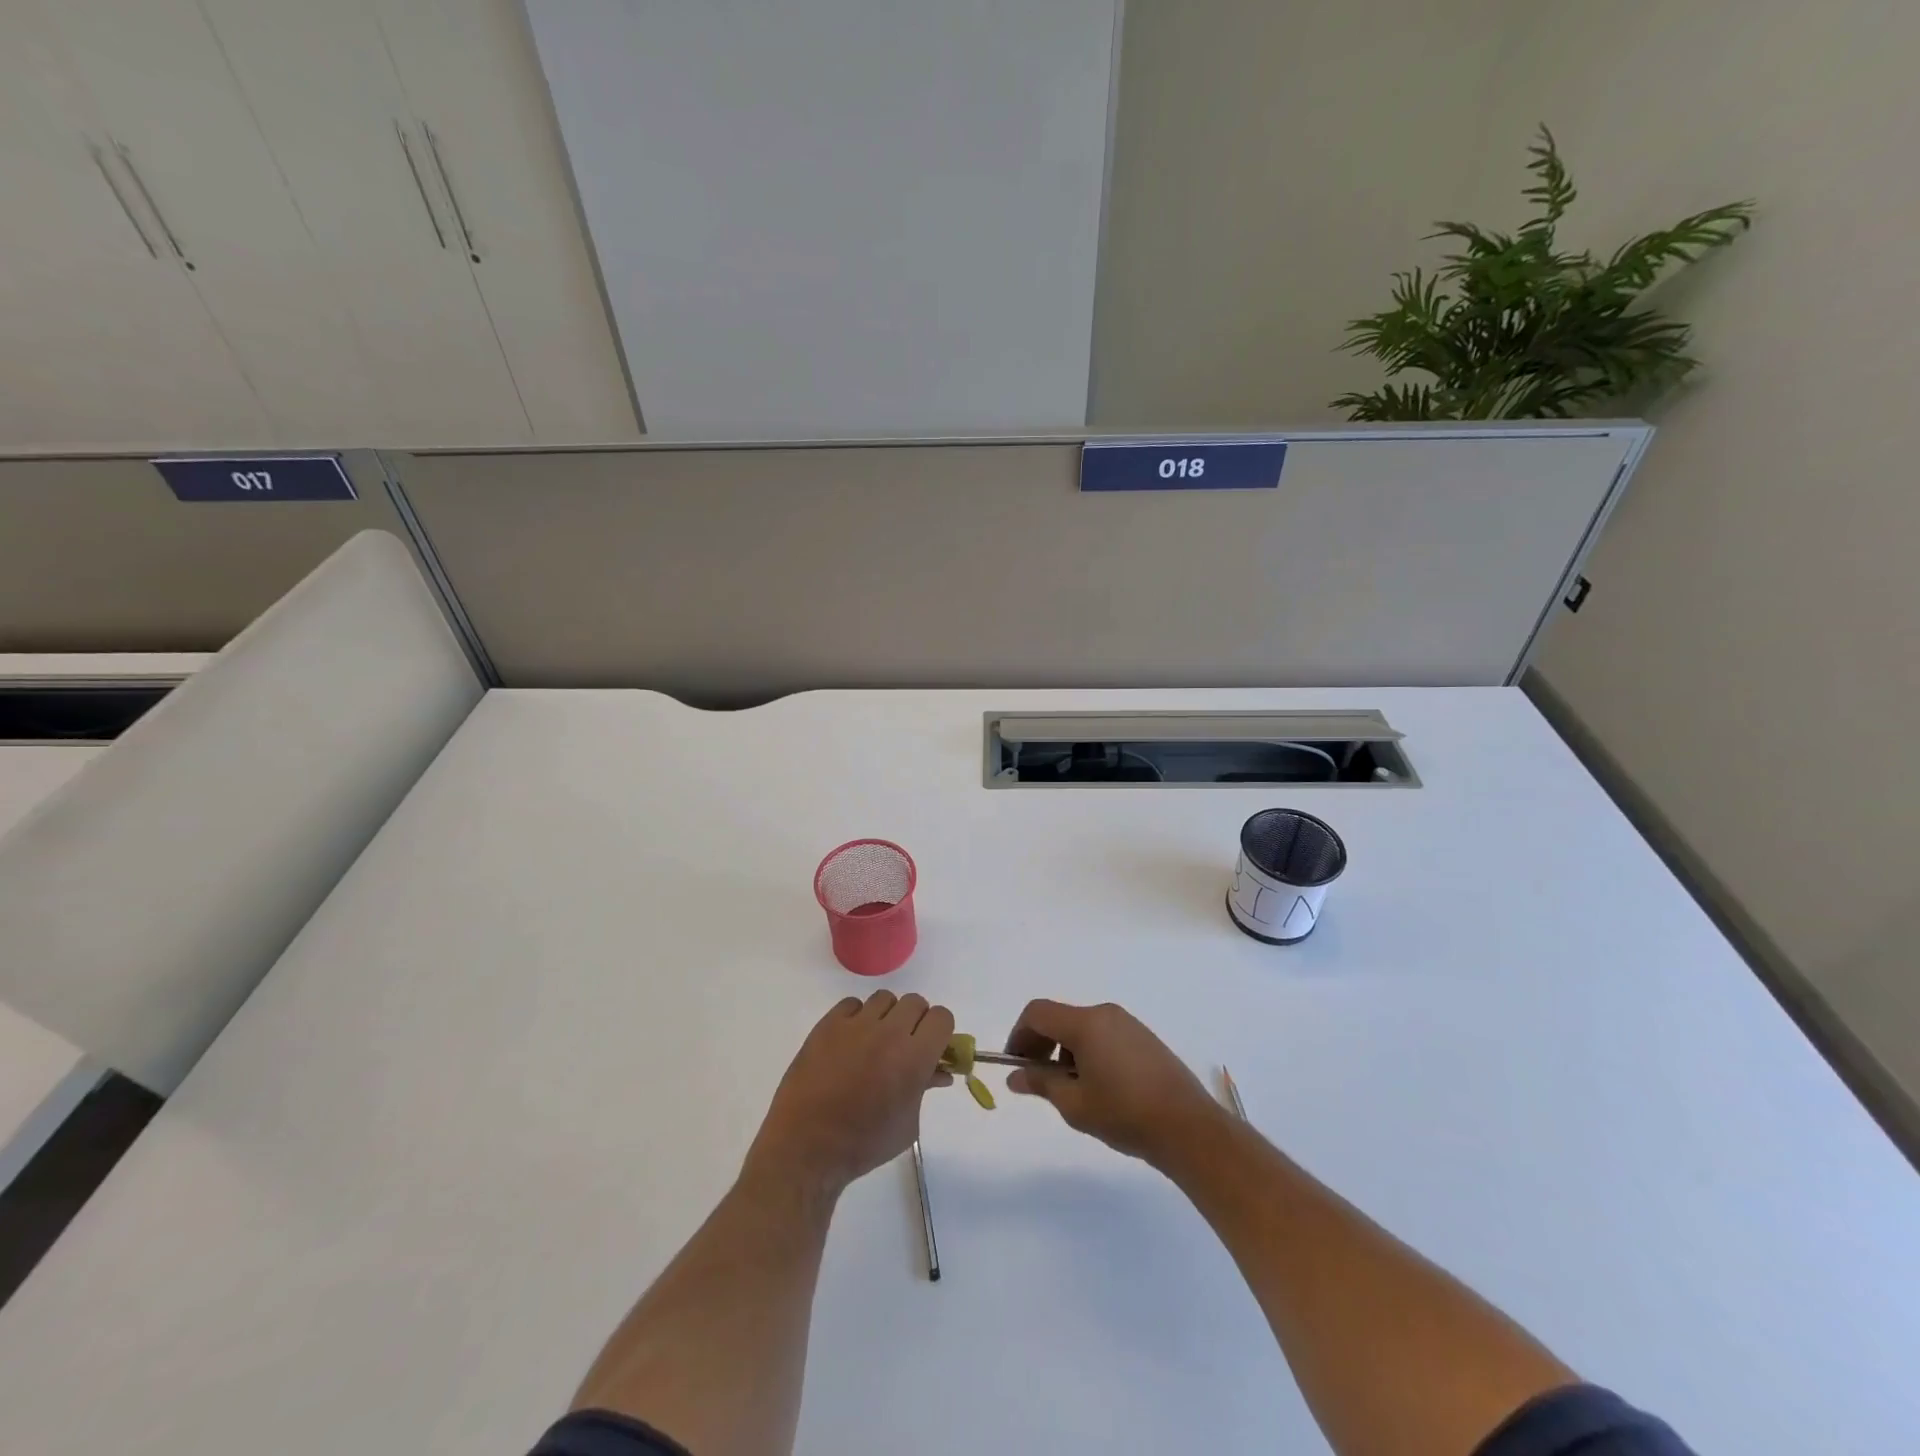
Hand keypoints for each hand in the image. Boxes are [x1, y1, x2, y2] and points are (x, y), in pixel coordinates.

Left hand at [742, 991, 953, 1201]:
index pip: (942, 1017)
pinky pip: (852, 1004)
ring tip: (874, 1042)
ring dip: (887, 1017)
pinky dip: (856, 1017)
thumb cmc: (864, 1144)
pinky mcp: (828, 1024)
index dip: (940, 1031)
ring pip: (885, 999)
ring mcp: (856, 1025)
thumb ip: (925, 1088)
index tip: (932, 1047)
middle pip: (915, 1003)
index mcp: (914, 1058)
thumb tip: (940, 1071)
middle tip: (904, 1045)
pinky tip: (849, 1041)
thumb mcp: (907, 1124)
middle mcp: (889, 1033)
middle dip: (916, 1022)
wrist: (806, 1147)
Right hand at [1005, 1000, 1225, 1168]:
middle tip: (1037, 1079)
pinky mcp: (1144, 1038)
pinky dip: (1088, 1052)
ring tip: (1070, 1090)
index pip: (1038, 1013)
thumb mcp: (1075, 1104)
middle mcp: (1106, 1014)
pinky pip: (1103, 1035)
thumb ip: (1041, 1084)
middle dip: (1041, 1044)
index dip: (1019, 1035)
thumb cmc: (1125, 1115)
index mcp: (1086, 1023)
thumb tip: (1015, 1077)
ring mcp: (1128, 1024)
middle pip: (1060, 1018)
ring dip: (1065, 1050)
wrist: (1189, 1128)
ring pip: (1082, 1028)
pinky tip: (1098, 1086)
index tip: (1016, 1065)